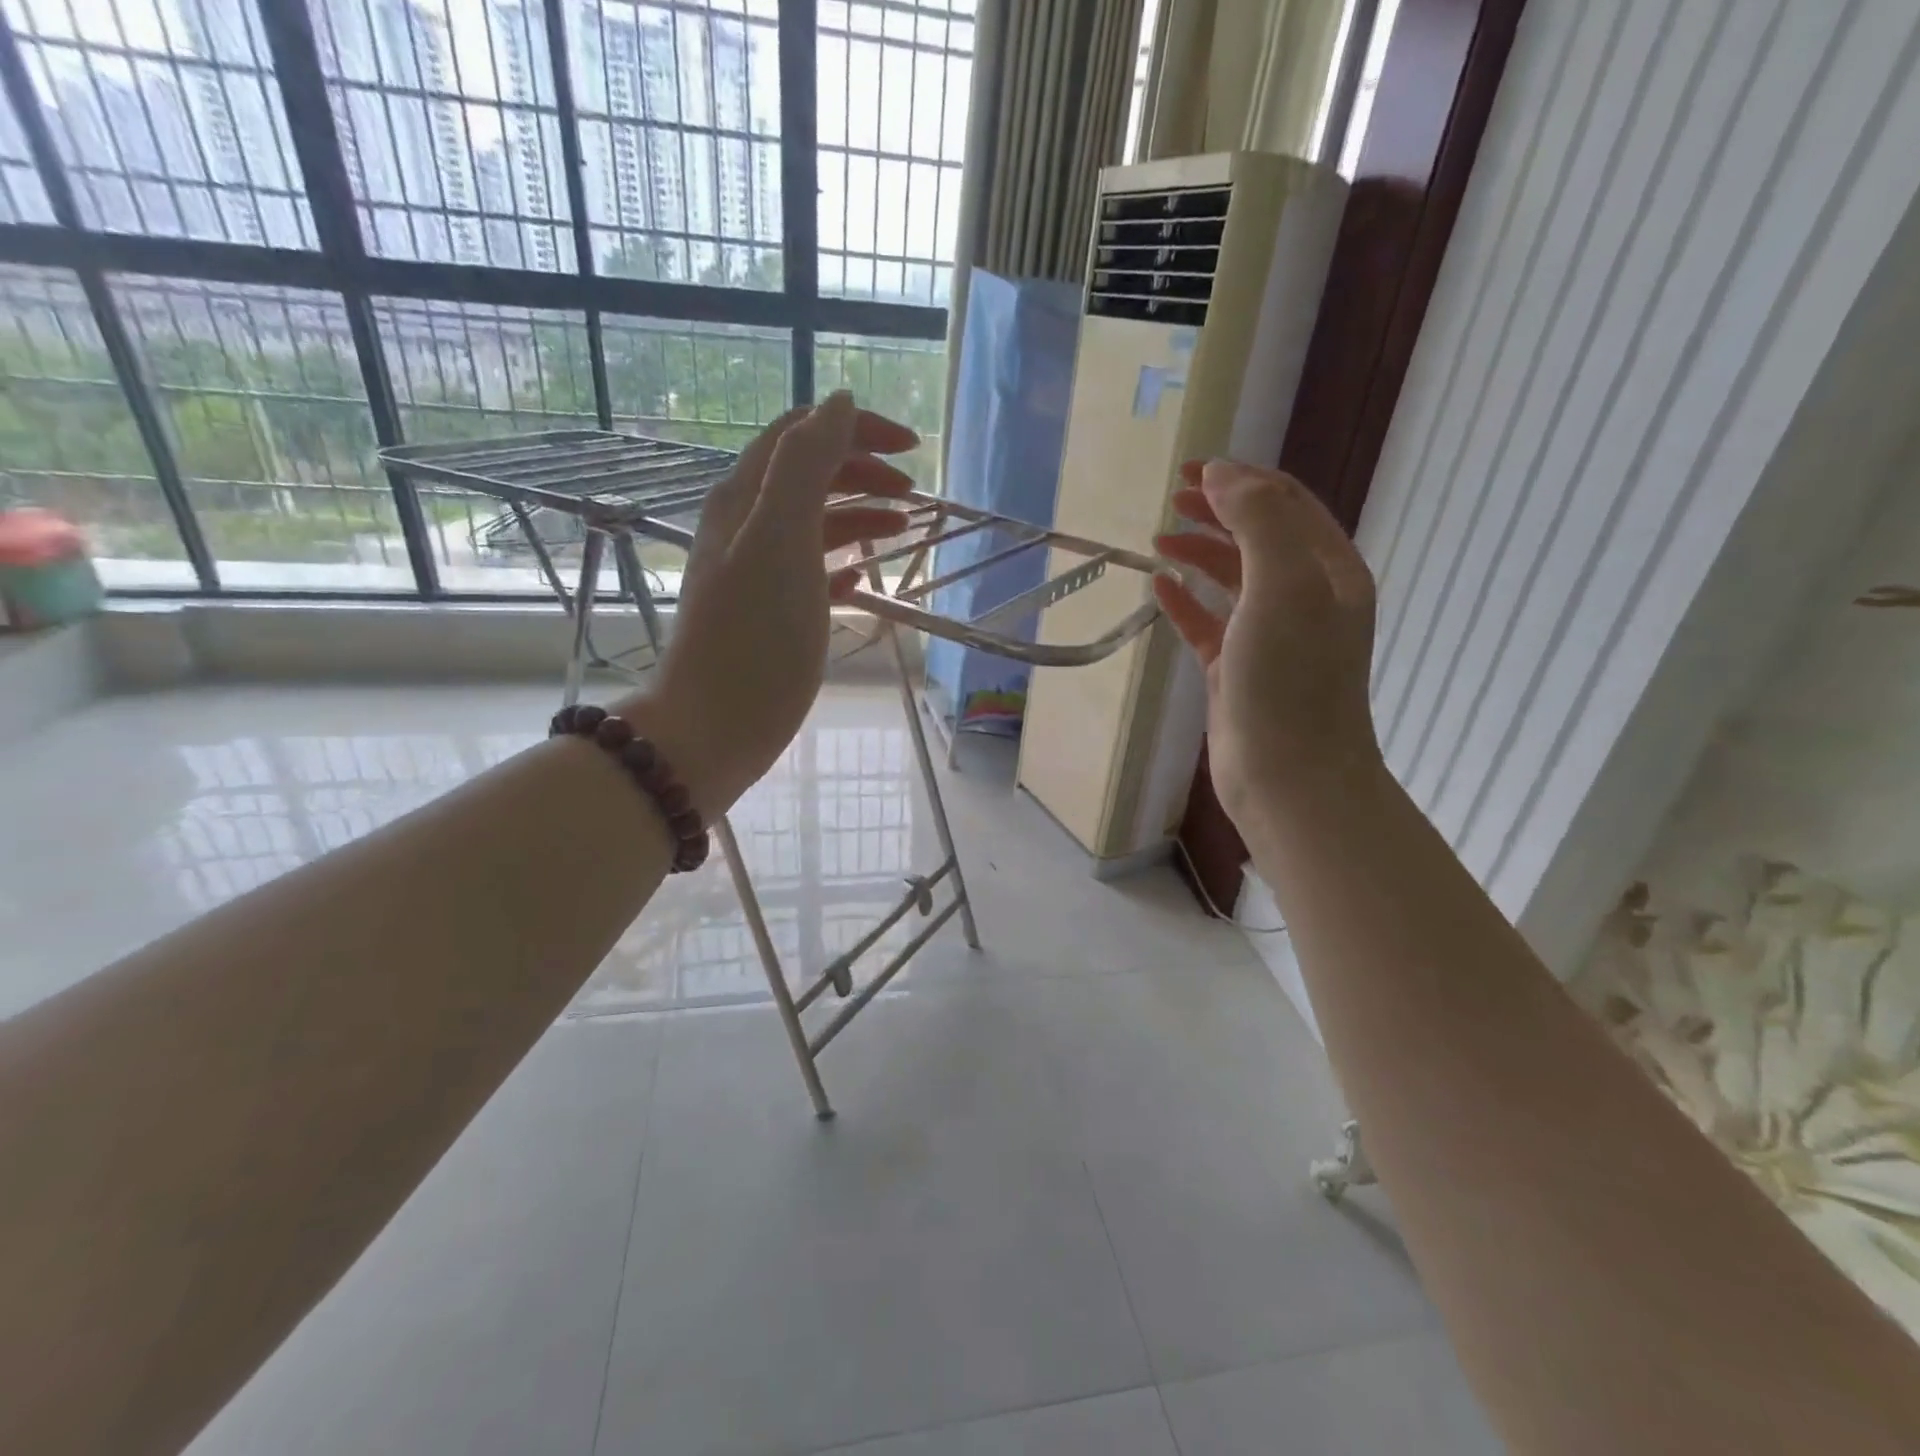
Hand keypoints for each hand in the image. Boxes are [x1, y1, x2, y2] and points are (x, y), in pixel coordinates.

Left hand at [615, 392, 914, 815]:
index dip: (856, 430)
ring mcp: (756, 573)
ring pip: (813, 525)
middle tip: (914, 495)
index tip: (912, 449)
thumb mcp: (783, 538)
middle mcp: (746, 526)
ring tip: (903, 531)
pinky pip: (811, 573)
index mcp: (746, 499)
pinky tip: (865, 579)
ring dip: (859, 517)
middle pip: (809, 476)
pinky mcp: (768, 615)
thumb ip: (808, 465)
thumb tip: (839, 402)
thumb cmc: (755, 636)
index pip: (802, 435)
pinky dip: (842, 565)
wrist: (713, 726)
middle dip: (863, 472)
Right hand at [1152, 460, 1381, 827]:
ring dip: (1199, 552)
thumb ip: (1257, 520)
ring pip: (1232, 578)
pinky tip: (1159, 587)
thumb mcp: (1284, 585)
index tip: (1191, 468)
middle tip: (1173, 497)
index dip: (1241, 479)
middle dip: (1218, 510)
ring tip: (1159, 539)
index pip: (1286, 504)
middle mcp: (1305, 597)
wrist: (1289, 776)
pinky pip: (1209, 622)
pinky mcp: (1238, 669)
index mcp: (1329, 570)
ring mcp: (1270, 636)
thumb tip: (1221, 475)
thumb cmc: (1291, 679)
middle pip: (1258, 535)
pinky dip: (1186, 601)